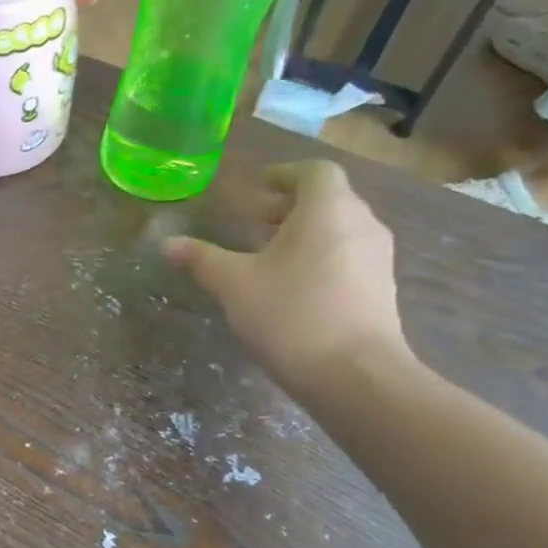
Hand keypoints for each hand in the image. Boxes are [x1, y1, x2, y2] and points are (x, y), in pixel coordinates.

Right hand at [162, 161, 408, 397]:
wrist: (355, 376)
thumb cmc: (291, 315)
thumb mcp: (234, 285)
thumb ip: (202, 259)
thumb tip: (166, 243)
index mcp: (328, 209)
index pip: (313, 171)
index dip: (283, 174)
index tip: (257, 185)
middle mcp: (362, 224)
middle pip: (327, 200)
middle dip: (288, 207)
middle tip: (253, 222)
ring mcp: (377, 258)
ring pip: (338, 230)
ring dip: (304, 234)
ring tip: (268, 257)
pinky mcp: (381, 290)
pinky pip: (347, 258)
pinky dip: (320, 259)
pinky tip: (292, 289)